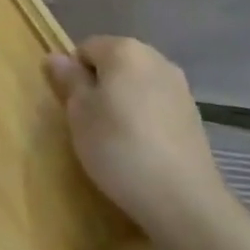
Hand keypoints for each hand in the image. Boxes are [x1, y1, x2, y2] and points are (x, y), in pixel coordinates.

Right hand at [47, 36, 230, 246]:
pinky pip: (157, 107)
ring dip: (123, 104)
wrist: (184, 200)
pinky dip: (145, 120)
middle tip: (90, 123)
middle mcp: (155, 59)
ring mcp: (179, 88)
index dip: (74, 76)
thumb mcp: (79, 113)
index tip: (73, 108)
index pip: (85, 49)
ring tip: (116, 140)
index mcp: (124, 50)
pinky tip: (142, 150)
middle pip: (114, 64)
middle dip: (100, 87)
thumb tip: (55, 56)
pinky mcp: (194, 117)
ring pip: (136, 86)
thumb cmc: (119, 146)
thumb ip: (67, 79)